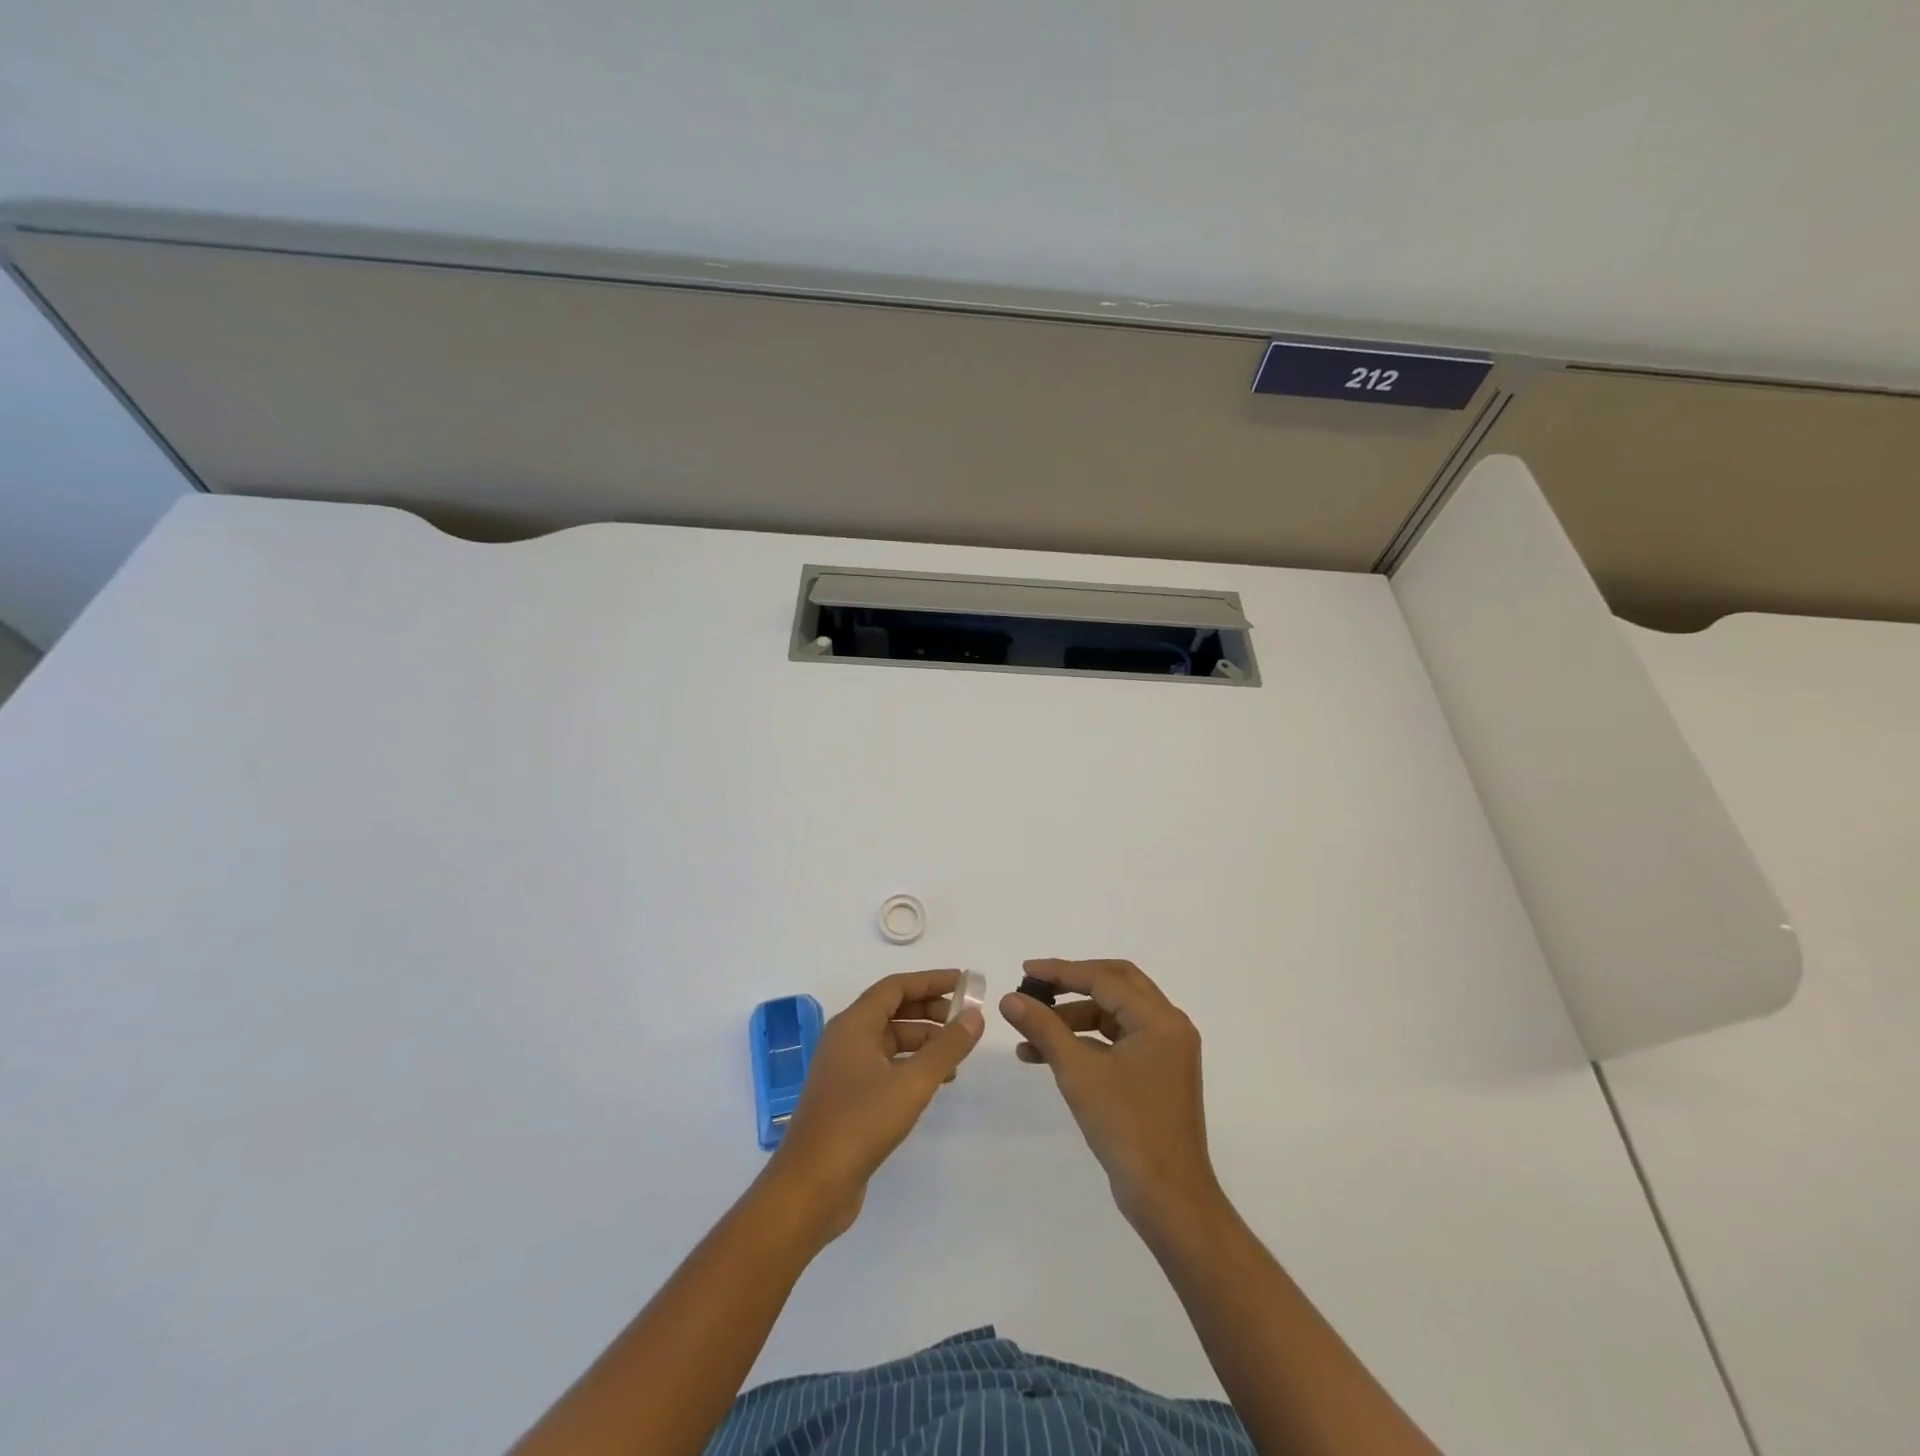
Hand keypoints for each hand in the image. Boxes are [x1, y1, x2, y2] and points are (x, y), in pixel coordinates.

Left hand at [764, 970, 983, 1240]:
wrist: (811, 1186)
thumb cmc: (860, 1123)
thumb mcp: (912, 1083)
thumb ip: (947, 1047)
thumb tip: (975, 1016)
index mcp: (853, 1025)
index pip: (896, 987)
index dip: (931, 981)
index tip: (964, 982)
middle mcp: (845, 1039)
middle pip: (892, 1010)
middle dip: (930, 1010)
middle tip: (965, 1020)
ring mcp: (844, 1069)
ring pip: (890, 1040)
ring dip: (924, 1041)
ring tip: (957, 1055)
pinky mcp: (848, 1097)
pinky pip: (885, 1065)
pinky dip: (911, 1065)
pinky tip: (935, 1083)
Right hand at [1000, 958, 1220, 1232]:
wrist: (1168, 1199)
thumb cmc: (1127, 1127)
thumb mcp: (1078, 1072)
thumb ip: (1044, 1028)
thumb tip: (1009, 999)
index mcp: (1160, 1019)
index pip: (1104, 979)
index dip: (1062, 972)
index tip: (1025, 971)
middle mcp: (1169, 1026)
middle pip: (1115, 986)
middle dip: (1071, 985)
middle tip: (1035, 987)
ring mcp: (1165, 1051)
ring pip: (1113, 1015)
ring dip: (1073, 1019)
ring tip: (1030, 1033)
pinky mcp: (1156, 1073)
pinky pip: (1117, 1041)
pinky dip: (1085, 1043)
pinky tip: (1048, 1055)